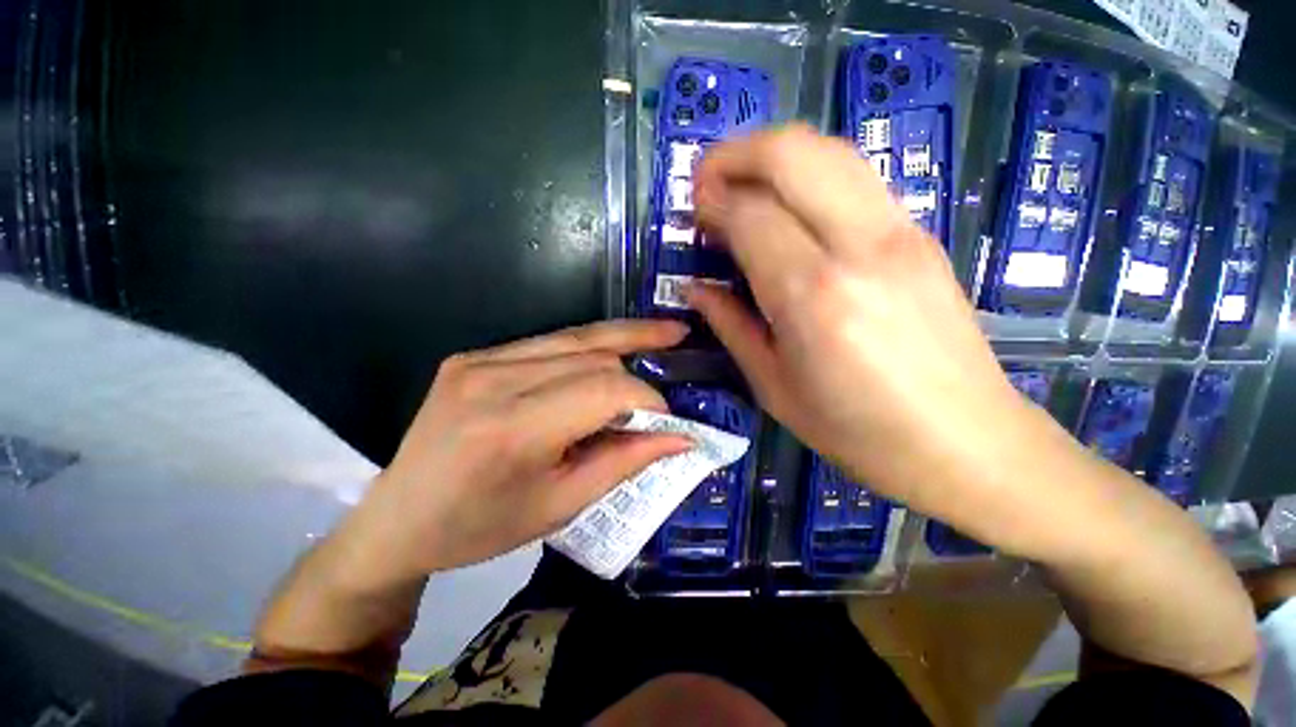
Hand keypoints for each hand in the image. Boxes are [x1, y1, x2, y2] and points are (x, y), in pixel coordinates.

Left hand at [341, 320, 692, 583]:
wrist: (398, 518)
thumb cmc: (479, 528)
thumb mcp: (560, 506)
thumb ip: (624, 463)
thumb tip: (680, 437)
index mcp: (510, 429)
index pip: (603, 389)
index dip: (647, 400)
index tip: (669, 421)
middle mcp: (492, 380)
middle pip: (593, 356)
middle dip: (638, 373)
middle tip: (669, 385)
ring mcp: (479, 359)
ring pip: (576, 337)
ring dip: (625, 339)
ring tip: (667, 333)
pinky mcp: (475, 354)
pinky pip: (550, 341)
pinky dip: (590, 346)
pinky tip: (616, 348)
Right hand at [688, 125, 1034, 510]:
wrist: (967, 444)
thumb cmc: (859, 432)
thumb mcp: (774, 387)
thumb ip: (730, 326)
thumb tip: (696, 289)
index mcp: (814, 296)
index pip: (751, 216)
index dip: (713, 205)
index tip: (693, 215)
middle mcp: (859, 248)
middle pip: (793, 154)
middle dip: (737, 154)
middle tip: (707, 182)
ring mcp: (900, 233)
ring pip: (830, 151)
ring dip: (774, 155)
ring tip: (742, 186)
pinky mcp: (920, 235)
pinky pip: (855, 178)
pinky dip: (809, 174)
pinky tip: (789, 207)